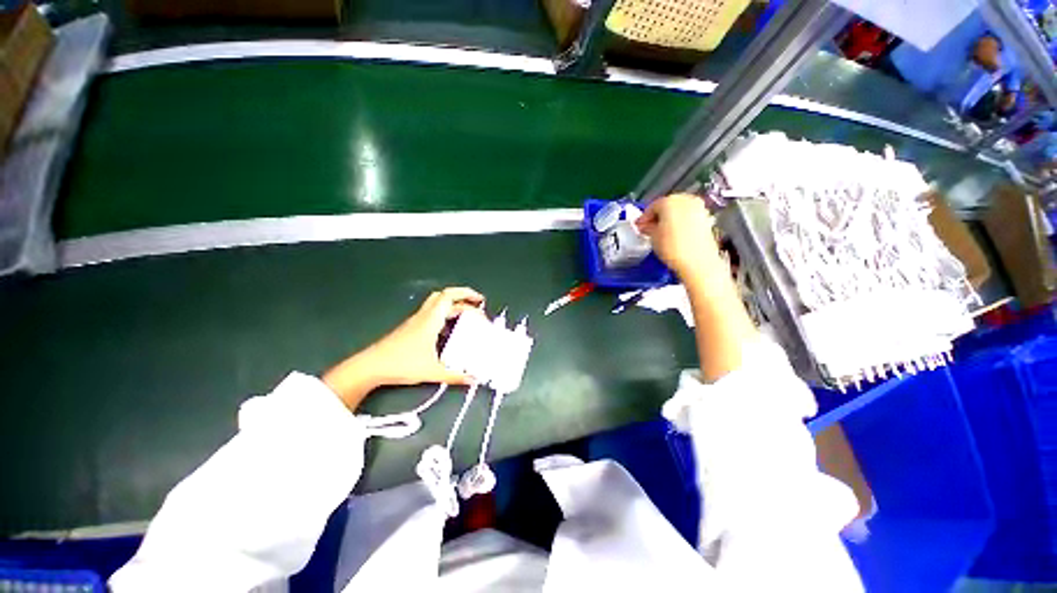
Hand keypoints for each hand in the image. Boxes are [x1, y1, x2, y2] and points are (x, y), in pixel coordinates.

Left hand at [323, 287, 484, 410]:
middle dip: (462, 297)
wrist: (371, 366)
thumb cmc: (402, 364)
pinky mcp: (411, 328)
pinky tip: (449, 330)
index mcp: (431, 320)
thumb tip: (473, 379)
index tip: (481, 301)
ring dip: (453, 306)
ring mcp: (416, 321)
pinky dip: (445, 316)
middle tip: (476, 306)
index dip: (467, 294)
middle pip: (444, 296)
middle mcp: (424, 316)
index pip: (450, 296)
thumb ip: (455, 376)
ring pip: (437, 304)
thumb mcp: (432, 371)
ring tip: (466, 317)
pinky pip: (432, 314)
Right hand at [636, 194, 720, 282]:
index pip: (652, 206)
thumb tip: (645, 225)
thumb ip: (648, 227)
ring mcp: (698, 207)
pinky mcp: (706, 217)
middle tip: (650, 228)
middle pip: (667, 204)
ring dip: (670, 218)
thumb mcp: (653, 237)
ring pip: (679, 209)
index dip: (644, 217)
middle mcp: (685, 200)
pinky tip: (675, 233)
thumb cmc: (671, 247)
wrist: (697, 262)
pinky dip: (681, 221)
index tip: (639, 227)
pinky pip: (688, 215)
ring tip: (662, 231)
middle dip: (658, 215)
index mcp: (669, 201)